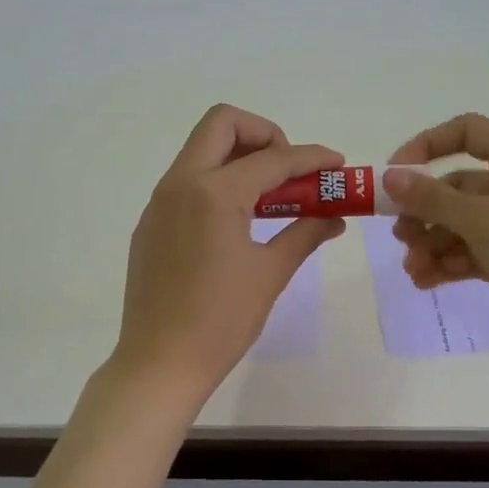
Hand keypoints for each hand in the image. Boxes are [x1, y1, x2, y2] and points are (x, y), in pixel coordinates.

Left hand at [114, 105, 345, 402]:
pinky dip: (217, 182)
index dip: (312, 158)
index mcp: (214, 193)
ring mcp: (159, 201)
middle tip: (289, 172)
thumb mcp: (270, 274)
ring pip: (201, 150)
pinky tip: (236, 221)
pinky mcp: (150, 223)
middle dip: (265, 135)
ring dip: (239, 157)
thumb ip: (304, 234)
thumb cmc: (220, 321)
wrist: (159, 363)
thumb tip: (334, 218)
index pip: (273, 159)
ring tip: (270, 197)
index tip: (337, 166)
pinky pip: (187, 181)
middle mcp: (181, 183)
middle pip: (222, 124)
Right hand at [384, 112, 488, 358]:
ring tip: (412, 268)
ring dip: (431, 243)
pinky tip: (425, 281)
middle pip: (457, 186)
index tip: (395, 174)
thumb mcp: (485, 219)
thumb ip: (432, 199)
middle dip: (423, 210)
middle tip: (398, 235)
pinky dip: (448, 264)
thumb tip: (388, 176)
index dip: (427, 146)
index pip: (467, 133)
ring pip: (461, 225)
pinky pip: (472, 254)